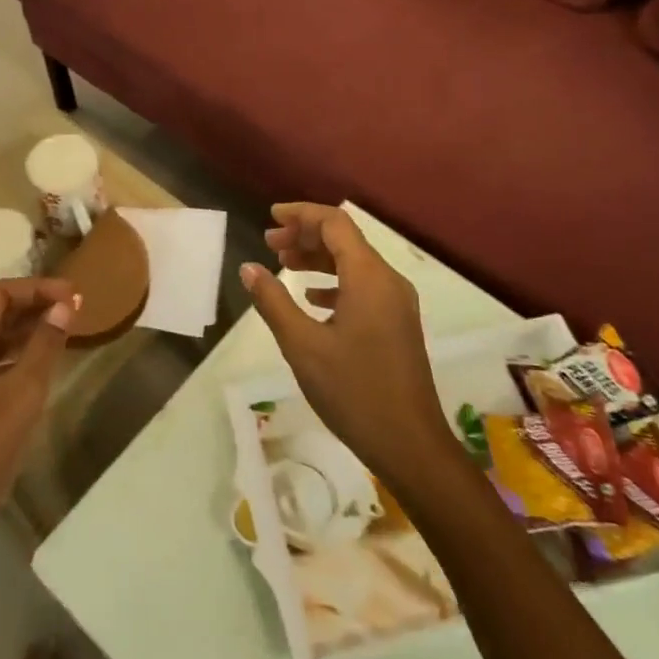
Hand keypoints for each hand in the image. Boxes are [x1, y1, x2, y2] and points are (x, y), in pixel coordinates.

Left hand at [0, 278, 77, 566]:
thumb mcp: (21, 394)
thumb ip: (44, 346)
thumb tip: (64, 306)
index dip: (36, 289)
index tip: (74, 295)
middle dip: (31, 309)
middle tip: (73, 312)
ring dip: (22, 336)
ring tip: (62, 336)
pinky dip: (10, 363)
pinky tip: (36, 374)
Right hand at [239, 203, 456, 488]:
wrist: (410, 444)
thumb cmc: (353, 391)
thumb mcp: (303, 346)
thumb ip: (273, 302)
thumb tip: (248, 268)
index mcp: (368, 277)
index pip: (335, 223)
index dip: (301, 214)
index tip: (270, 218)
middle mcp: (388, 280)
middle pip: (345, 240)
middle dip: (306, 236)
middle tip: (269, 244)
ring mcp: (397, 303)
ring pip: (354, 263)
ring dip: (319, 258)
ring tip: (284, 265)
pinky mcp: (397, 323)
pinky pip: (363, 286)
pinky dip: (334, 282)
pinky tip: (312, 298)